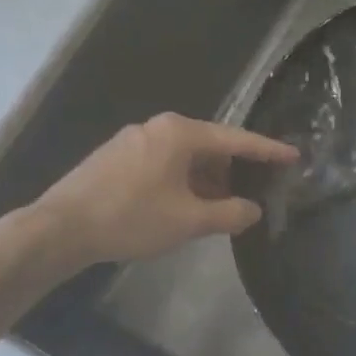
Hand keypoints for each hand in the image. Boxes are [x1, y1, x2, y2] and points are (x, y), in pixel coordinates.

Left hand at [34, 114, 297, 265]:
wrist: (61, 227)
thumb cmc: (131, 218)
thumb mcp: (189, 220)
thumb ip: (230, 214)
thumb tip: (253, 210)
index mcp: (179, 133)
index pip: (236, 139)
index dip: (267, 150)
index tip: (293, 156)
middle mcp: (157, 128)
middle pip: (210, 147)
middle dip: (234, 172)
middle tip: (256, 193)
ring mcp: (134, 141)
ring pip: (185, 159)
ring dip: (208, 182)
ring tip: (222, 209)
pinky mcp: (117, 159)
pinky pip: (164, 165)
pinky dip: (184, 183)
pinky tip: (186, 208)